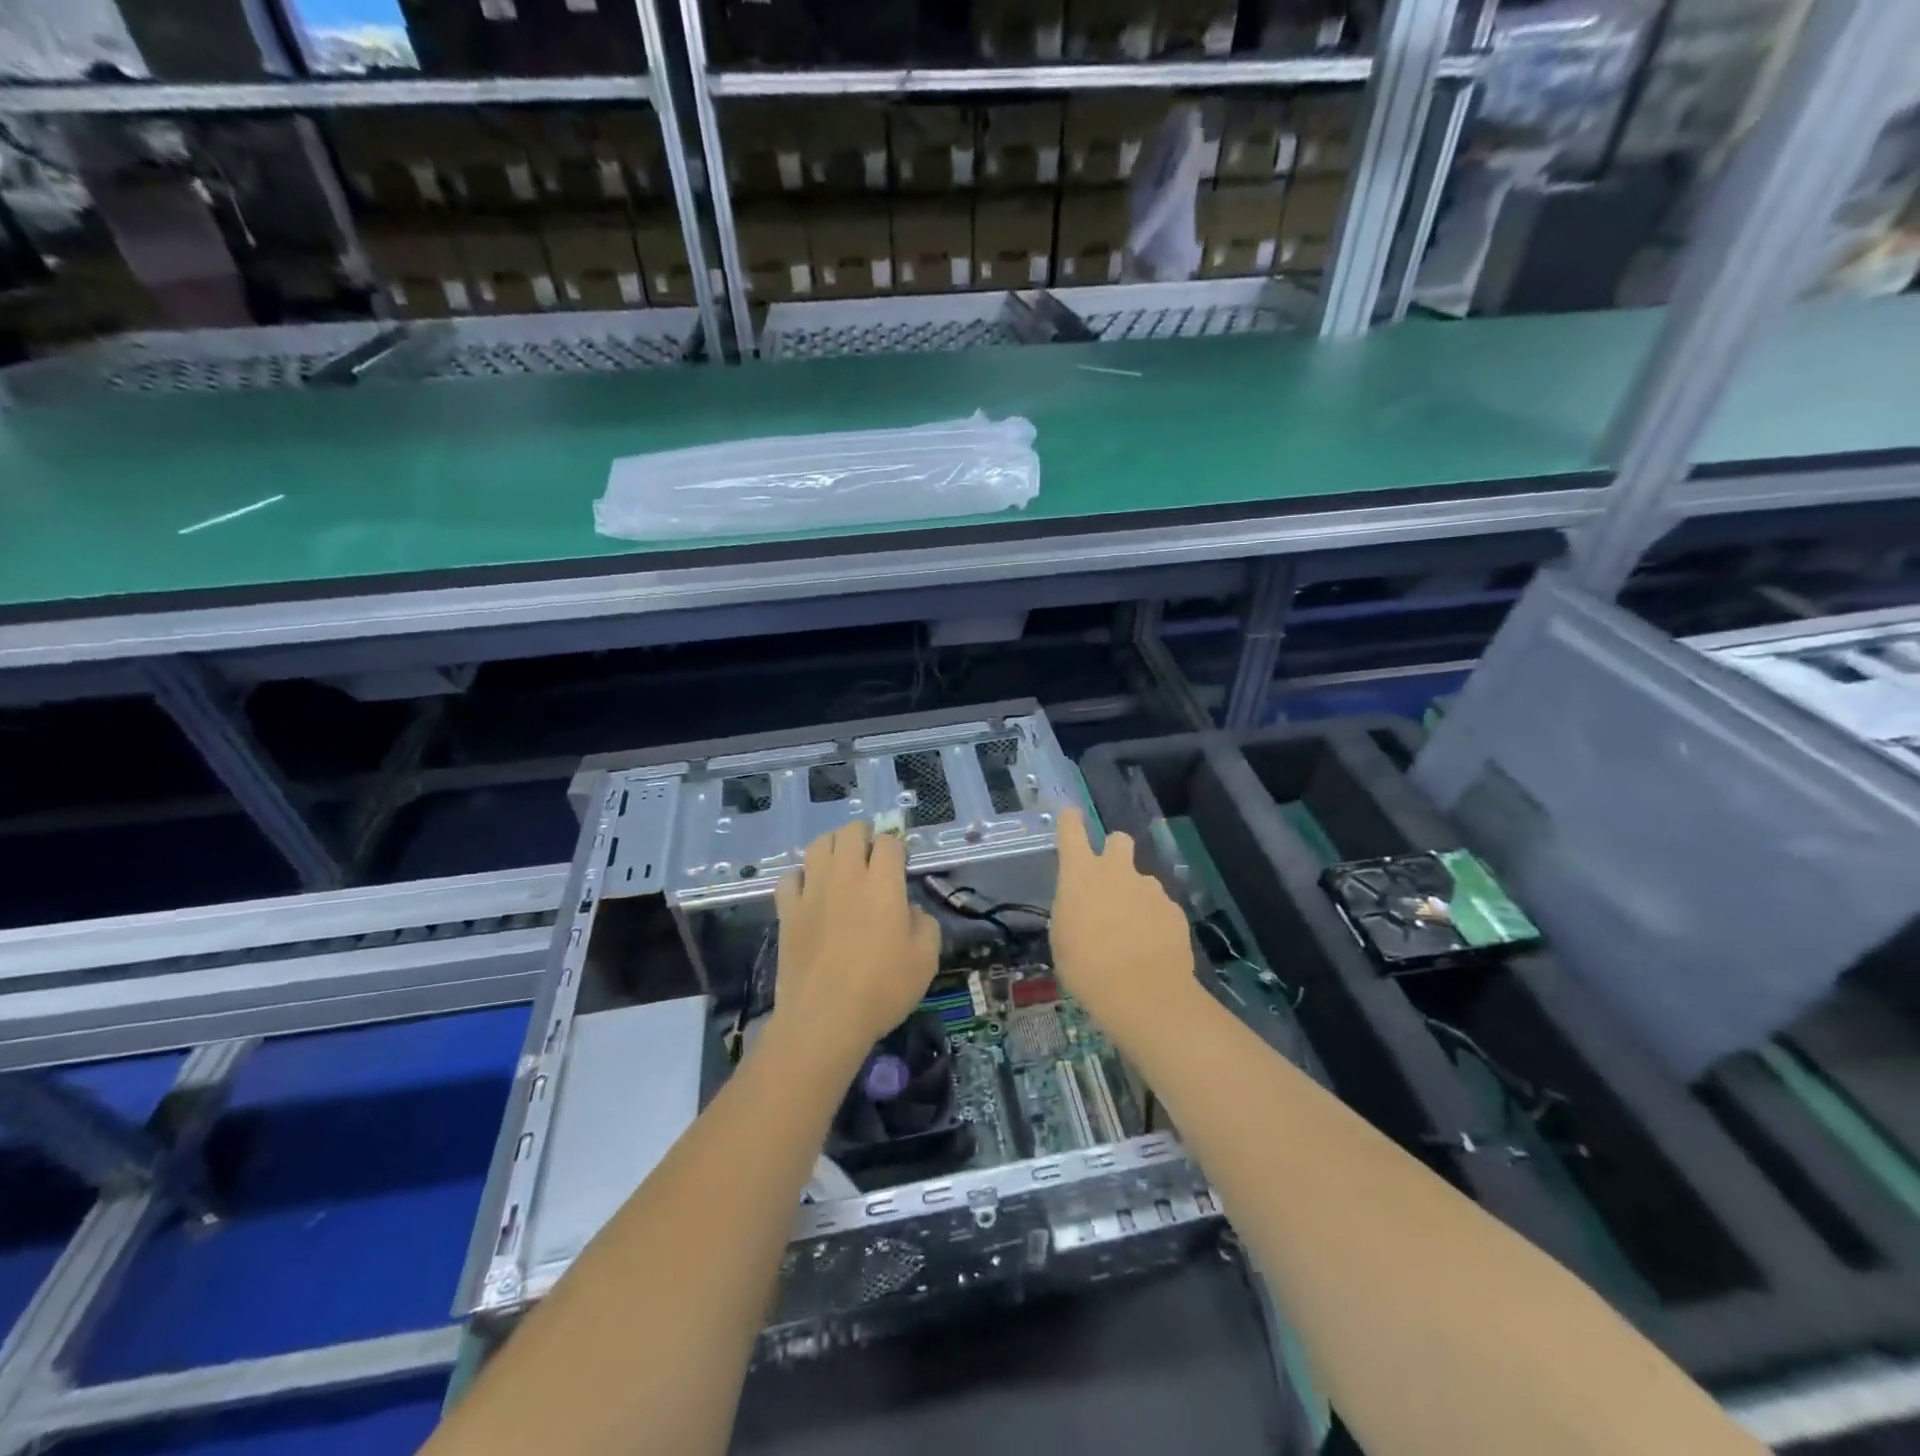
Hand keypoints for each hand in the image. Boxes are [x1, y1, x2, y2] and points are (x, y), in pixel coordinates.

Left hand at [772, 821, 940, 1068]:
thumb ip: (924, 923)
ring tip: (841, 864)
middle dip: (865, 836)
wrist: (825, 1018)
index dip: (897, 848)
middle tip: (872, 856)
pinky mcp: (787, 911)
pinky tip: (810, 890)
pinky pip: (790, 877)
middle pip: (850, 832)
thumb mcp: (926, 958)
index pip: (889, 842)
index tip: (901, 865)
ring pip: (818, 845)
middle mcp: (846, 876)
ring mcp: (812, 891)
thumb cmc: (882, 988)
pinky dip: (801, 876)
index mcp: (883, 883)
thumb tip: (909, 909)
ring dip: (833, 847)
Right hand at [1050, 808, 1199, 1040]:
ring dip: (1135, 896)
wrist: (1143, 993)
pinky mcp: (1174, 909)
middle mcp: (1116, 871)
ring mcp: (1150, 888)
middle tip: (1109, 881)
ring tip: (1132, 933)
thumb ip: (1072, 910)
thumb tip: (1082, 905)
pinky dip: (1155, 921)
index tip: (1071, 814)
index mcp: (1080, 875)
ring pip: (1141, 879)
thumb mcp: (1062, 938)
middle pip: (1118, 840)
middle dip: (1113, 852)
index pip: (1071, 831)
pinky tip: (1152, 948)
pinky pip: (1160, 907)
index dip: (1070, 820)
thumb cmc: (1086, 968)